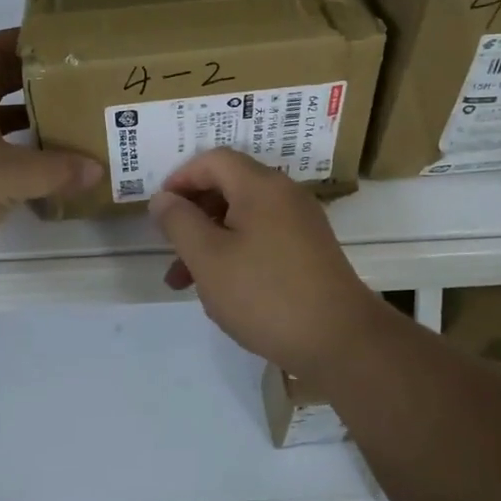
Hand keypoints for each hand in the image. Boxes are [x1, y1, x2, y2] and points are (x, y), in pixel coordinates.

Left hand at [0, 30, 100, 279]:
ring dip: (26, 121)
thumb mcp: (8, 175)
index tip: (61, 45)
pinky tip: (41, 169)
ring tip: (68, 125)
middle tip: (77, 86)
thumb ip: (55, 171)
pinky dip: (14, 154)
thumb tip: (98, 169)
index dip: (24, 39)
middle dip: (35, 82)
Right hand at [148, 149, 388, 374]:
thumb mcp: (208, 258)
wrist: (340, 340)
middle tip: (169, 247)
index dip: (181, 178)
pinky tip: (221, 291)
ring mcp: (301, 224)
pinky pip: (262, 239)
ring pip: (243, 219)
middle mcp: (285, 196)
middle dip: (193, 215)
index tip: (159, 210)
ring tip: (182, 282)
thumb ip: (179, 222)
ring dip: (209, 241)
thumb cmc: (265, 294)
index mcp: (261, 187)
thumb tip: (163, 198)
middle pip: (229, 187)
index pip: (214, 160)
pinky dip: (235, 254)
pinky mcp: (309, 252)